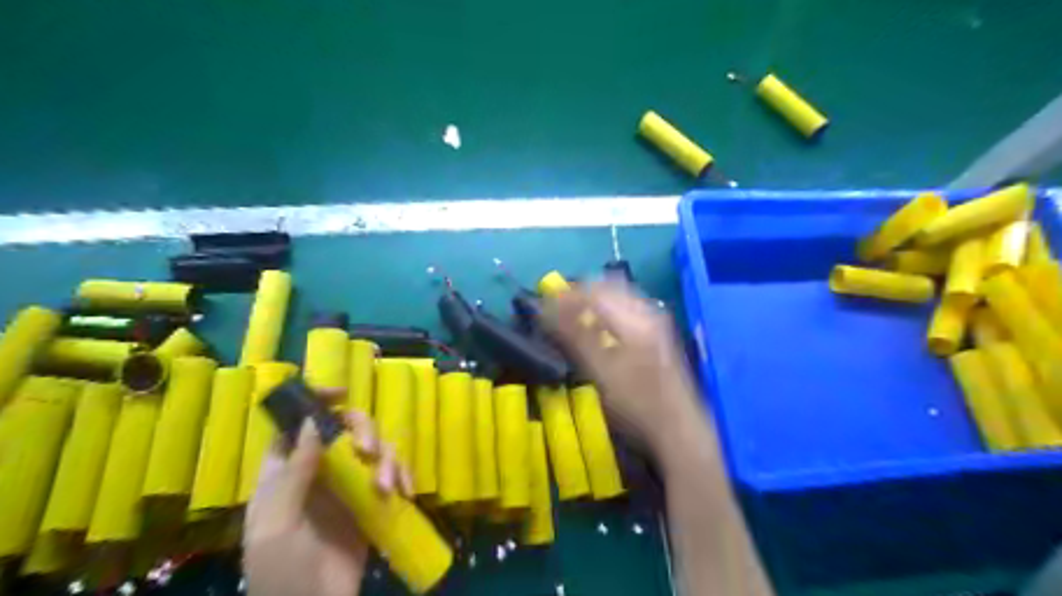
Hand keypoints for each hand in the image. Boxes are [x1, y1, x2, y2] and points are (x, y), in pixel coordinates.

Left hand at [244, 411, 415, 595]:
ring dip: (389, 460)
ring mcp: (349, 486)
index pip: (300, 425)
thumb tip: (316, 421)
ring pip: (375, 450)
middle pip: (346, 429)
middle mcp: (320, 471)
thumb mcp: (277, 522)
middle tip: (370, 452)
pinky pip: (394, 476)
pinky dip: (405, 476)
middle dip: (364, 431)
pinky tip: (407, 492)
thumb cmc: (280, 572)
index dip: (317, 403)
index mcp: (287, 472)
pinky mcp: (373, 503)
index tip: (343, 394)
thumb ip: (295, 472)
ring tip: (390, 488)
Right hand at [546, 285, 701, 456]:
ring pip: (617, 298)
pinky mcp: (657, 336)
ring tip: (569, 319)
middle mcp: (647, 312)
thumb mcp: (600, 371)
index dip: (565, 295)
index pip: (593, 290)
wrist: (679, 431)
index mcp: (634, 317)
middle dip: (578, 295)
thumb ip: (574, 336)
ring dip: (591, 303)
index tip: (542, 306)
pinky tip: (595, 330)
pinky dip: (604, 313)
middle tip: (554, 311)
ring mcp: (655, 323)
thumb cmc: (637, 404)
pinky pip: (625, 310)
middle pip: (607, 288)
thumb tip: (546, 310)